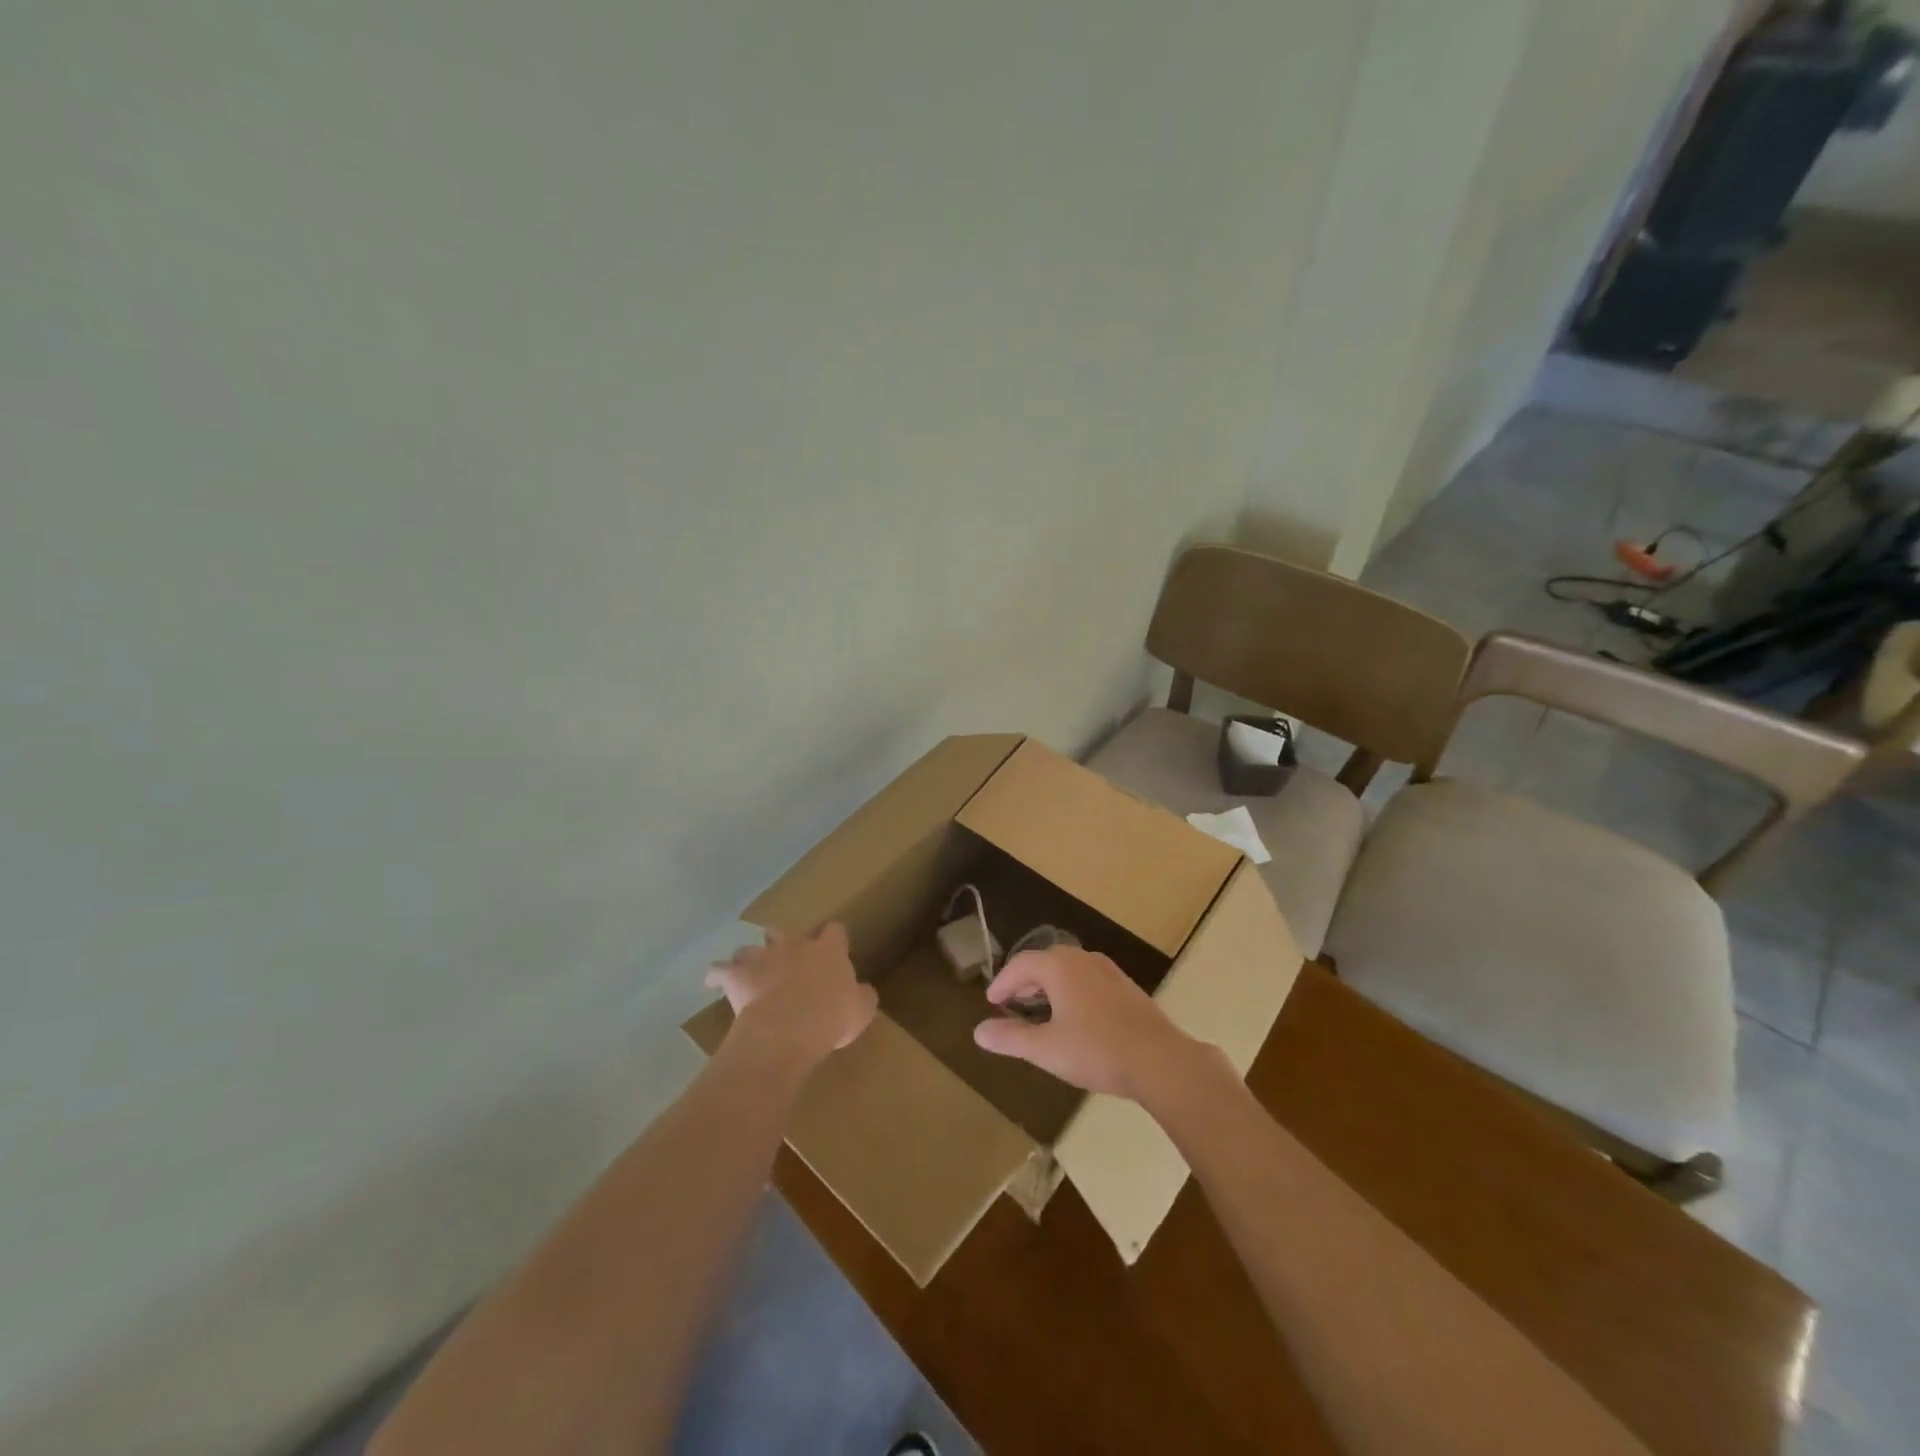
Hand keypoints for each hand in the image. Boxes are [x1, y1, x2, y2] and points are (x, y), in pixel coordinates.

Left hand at [707, 923, 878, 1070]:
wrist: (789, 1028)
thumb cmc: (831, 1017)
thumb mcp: (861, 1010)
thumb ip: (862, 996)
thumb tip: (862, 991)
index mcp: (828, 951)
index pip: (835, 931)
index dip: (834, 939)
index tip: (834, 949)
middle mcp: (794, 946)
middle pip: (785, 932)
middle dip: (784, 943)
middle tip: (787, 962)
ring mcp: (763, 958)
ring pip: (751, 947)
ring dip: (750, 957)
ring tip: (749, 969)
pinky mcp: (737, 976)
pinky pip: (720, 970)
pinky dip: (717, 975)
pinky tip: (714, 981)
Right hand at [971, 945, 1204, 1099]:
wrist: (1159, 1060)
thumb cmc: (1096, 1050)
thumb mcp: (1046, 1048)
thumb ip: (1011, 1038)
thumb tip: (979, 1032)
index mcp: (1059, 966)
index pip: (1021, 964)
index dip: (1002, 982)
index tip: (991, 1001)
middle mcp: (1083, 959)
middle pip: (1046, 961)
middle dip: (1026, 980)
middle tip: (1012, 1002)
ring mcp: (1109, 971)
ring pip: (1069, 969)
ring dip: (1050, 985)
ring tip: (1040, 1008)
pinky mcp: (1127, 988)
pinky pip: (1088, 980)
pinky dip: (1072, 990)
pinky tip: (1076, 1016)